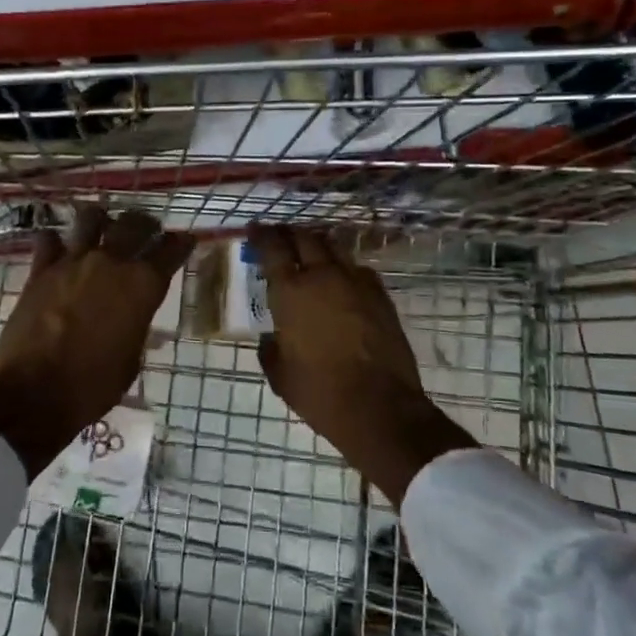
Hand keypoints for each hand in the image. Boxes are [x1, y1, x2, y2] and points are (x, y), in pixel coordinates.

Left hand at [0, 207, 193, 477]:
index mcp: (142, 287)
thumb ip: (135, 328)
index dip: (180, 244)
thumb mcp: (130, 361)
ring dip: (99, 219)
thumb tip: (132, 319)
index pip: (170, 251)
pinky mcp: (40, 270)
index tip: (185, 239)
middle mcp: (111, 263)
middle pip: (133, 224)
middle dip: (144, 223)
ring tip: (101, 225)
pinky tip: (57, 248)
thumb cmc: (93, 386)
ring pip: (90, 219)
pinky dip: (55, 241)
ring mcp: (73, 262)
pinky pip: (48, 240)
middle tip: (146, 227)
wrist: (35, 392)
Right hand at [252, 225, 474, 503]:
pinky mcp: (381, 296)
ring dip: (318, 244)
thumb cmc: (319, 393)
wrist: (380, 407)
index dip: (262, 235)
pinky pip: (358, 269)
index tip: (254, 228)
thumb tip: (272, 337)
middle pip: (305, 238)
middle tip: (280, 235)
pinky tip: (342, 278)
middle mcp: (323, 277)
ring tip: (310, 249)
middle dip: (289, 233)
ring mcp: (356, 283)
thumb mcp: (280, 374)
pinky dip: (345, 267)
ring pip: (334, 248)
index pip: (273, 249)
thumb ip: (271, 348)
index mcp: (291, 292)